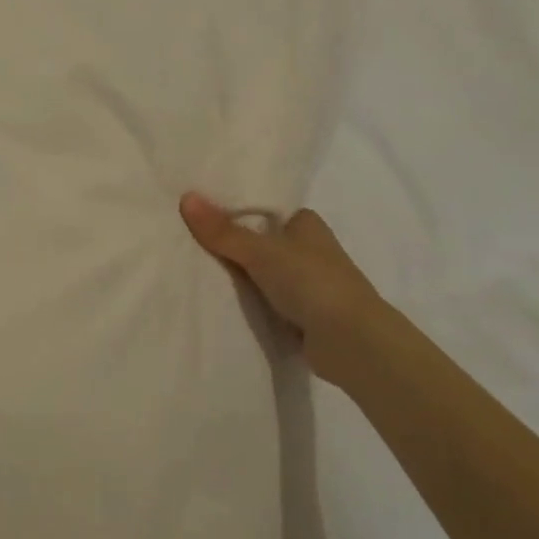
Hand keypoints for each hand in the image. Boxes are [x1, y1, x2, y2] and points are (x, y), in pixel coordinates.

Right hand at [179, 192, 389, 376]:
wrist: (352, 342)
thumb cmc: (312, 282)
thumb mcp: (261, 251)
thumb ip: (223, 231)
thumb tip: (186, 197)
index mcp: (307, 224)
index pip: (265, 211)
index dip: (236, 212)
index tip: (200, 215)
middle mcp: (310, 251)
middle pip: (261, 243)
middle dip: (233, 248)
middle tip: (188, 244)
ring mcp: (308, 285)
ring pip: (263, 275)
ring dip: (241, 279)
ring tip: (195, 273)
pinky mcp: (305, 316)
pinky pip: (268, 303)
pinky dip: (250, 305)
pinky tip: (221, 305)